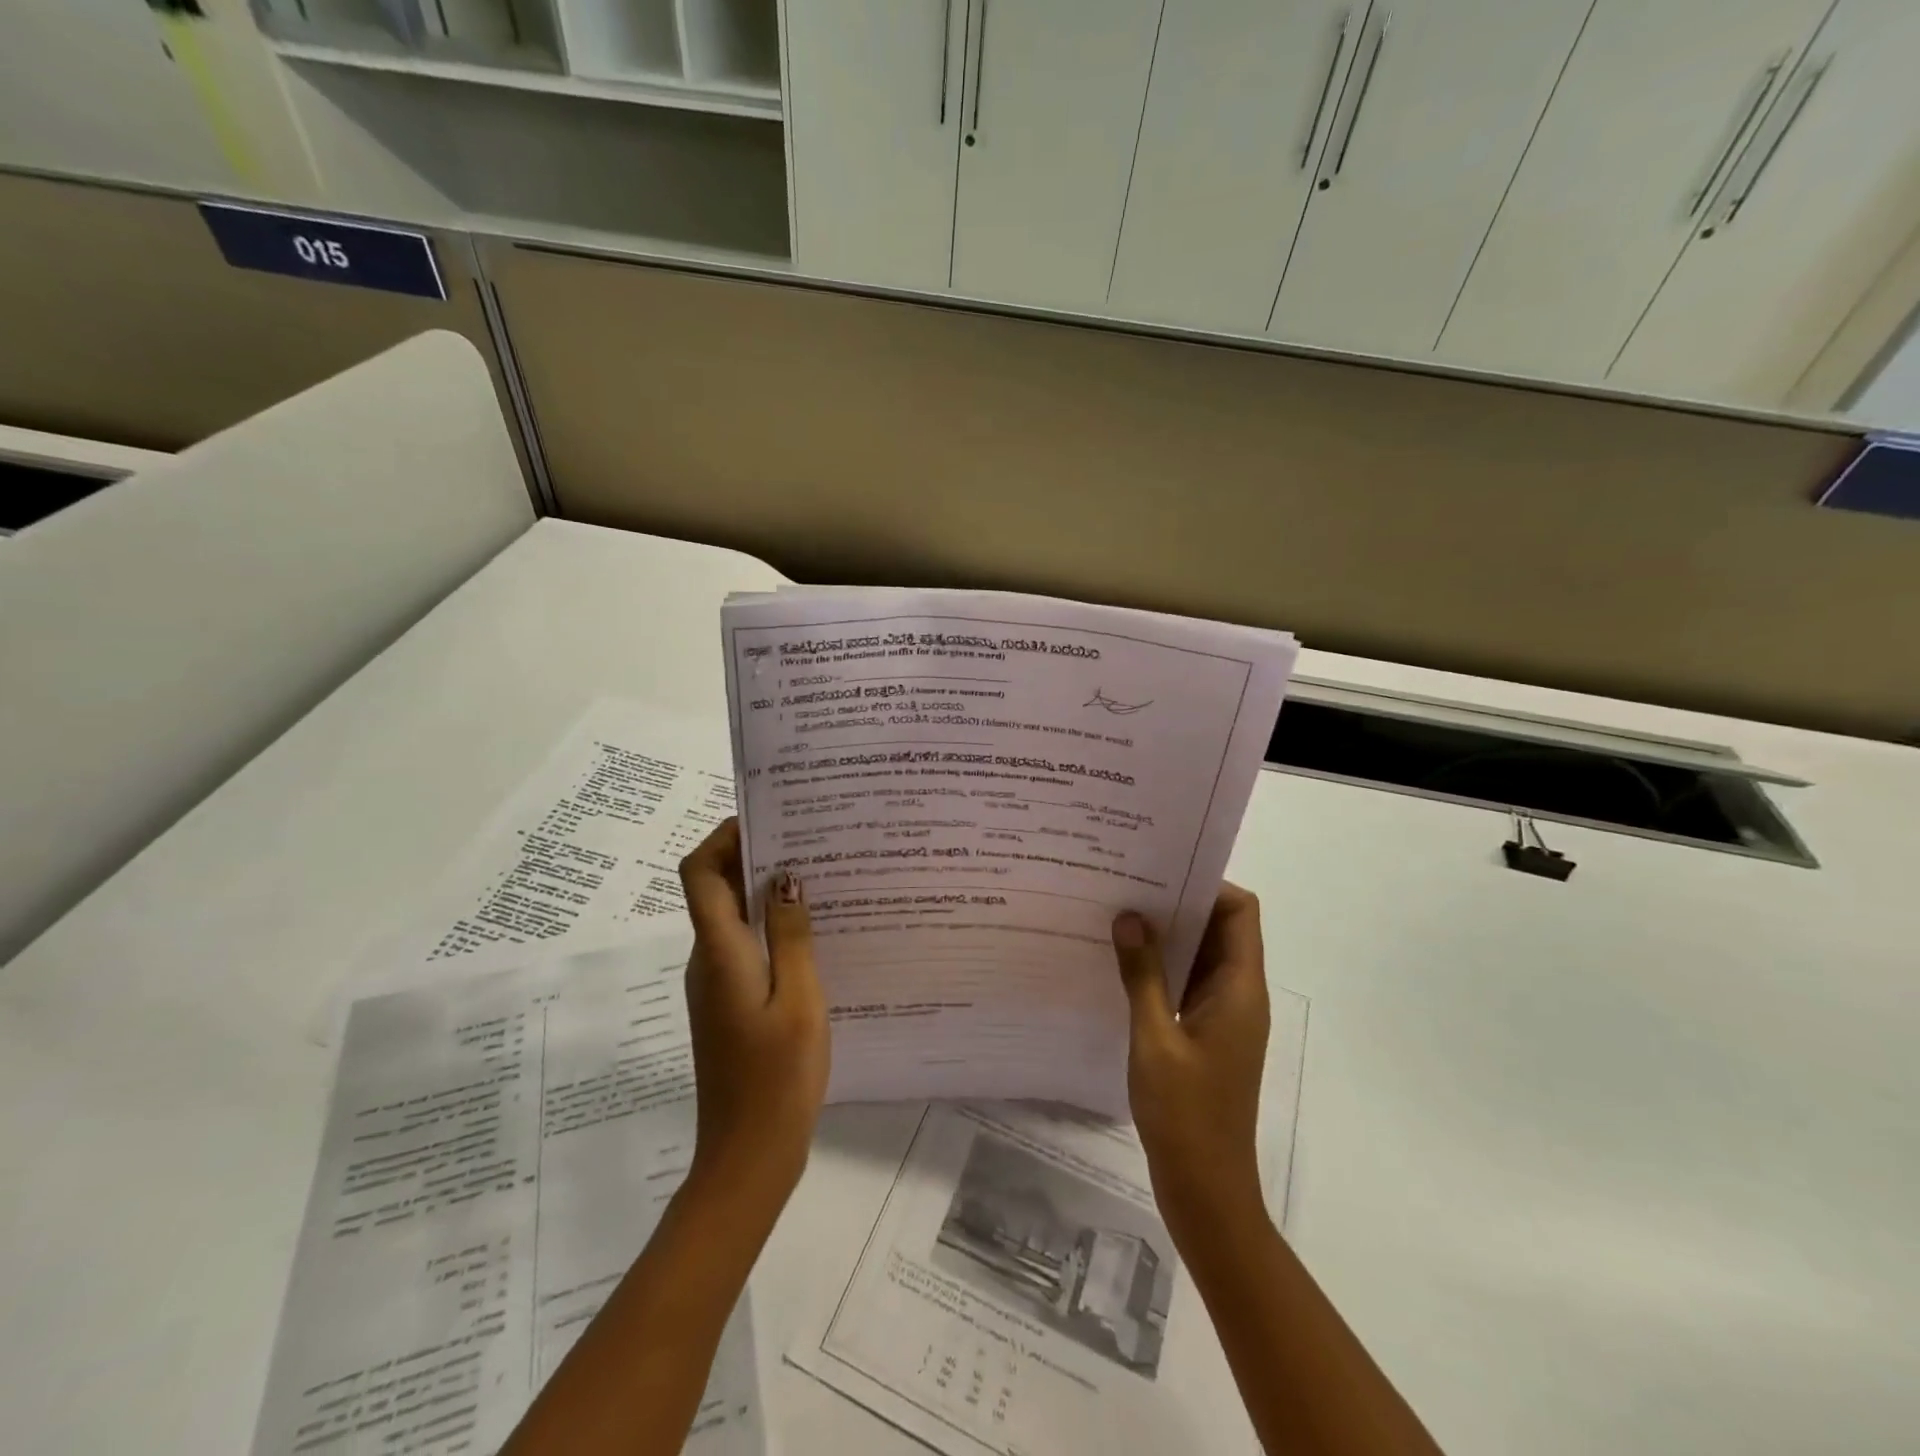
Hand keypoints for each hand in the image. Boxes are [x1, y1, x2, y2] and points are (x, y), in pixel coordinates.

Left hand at [678, 819, 829, 1210]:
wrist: (749, 1156)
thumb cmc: (778, 1076)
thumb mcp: (798, 998)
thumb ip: (791, 934)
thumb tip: (786, 875)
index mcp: (719, 951)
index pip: (700, 872)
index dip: (723, 836)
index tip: (768, 815)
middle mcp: (708, 959)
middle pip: (716, 888)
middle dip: (755, 855)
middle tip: (810, 838)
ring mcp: (717, 983)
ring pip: (734, 917)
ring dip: (768, 891)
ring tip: (822, 875)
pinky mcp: (730, 1003)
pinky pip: (746, 946)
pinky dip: (773, 926)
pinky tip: (817, 930)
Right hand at [1112, 885, 1269, 1242]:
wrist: (1207, 1191)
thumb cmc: (1186, 1115)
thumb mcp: (1155, 1039)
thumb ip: (1143, 976)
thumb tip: (1130, 917)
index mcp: (1239, 989)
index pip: (1240, 912)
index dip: (1207, 885)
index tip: (1159, 872)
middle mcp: (1238, 994)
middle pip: (1220, 928)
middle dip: (1178, 904)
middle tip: (1126, 886)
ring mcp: (1222, 1016)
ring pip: (1201, 956)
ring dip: (1166, 936)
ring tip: (1117, 916)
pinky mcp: (1205, 1035)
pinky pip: (1187, 984)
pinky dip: (1161, 968)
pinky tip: (1121, 965)